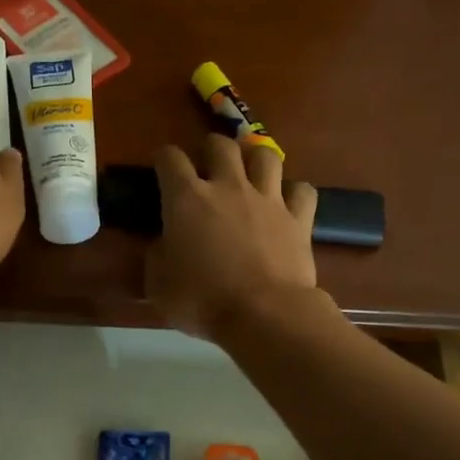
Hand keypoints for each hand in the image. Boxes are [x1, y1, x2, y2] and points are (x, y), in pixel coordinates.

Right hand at [147, 136, 320, 340]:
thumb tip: (164, 243)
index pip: (170, 159)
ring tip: (249, 173)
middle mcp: (228, 187)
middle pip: (220, 145)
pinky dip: (294, 193)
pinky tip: (287, 203)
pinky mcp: (298, 218)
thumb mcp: (158, 284)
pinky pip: (302, 190)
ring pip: (265, 155)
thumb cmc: (202, 300)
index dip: (163, 158)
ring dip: (255, 159)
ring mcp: (267, 199)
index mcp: (186, 199)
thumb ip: (157, 256)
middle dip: (210, 149)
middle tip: (207, 166)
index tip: (161, 167)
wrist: (263, 314)